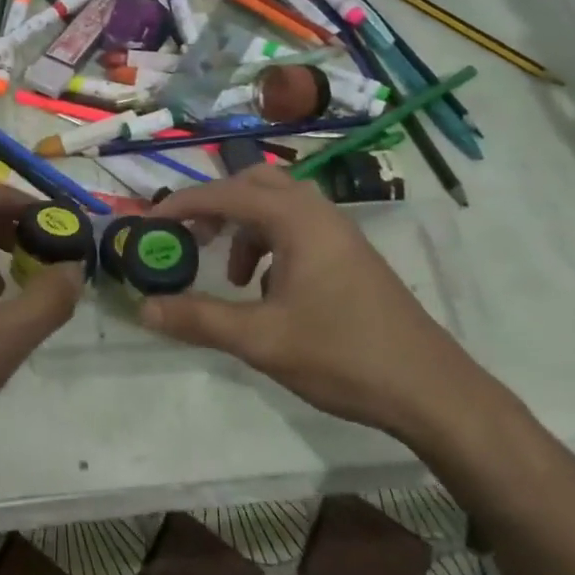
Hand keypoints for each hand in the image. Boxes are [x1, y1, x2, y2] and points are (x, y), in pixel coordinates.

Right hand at [140, 166, 477, 440]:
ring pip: (278, 207)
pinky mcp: (351, 256)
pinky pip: (298, 230)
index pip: (225, 194)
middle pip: (254, 185)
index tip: (148, 224)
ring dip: (244, 228)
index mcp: (296, 220)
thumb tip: (144, 308)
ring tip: (231, 276)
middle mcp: (318, 213)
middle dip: (216, 206)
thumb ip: (199, 319)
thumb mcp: (261, 340)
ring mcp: (339, 233)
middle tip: (190, 237)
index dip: (182, 205)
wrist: (430, 390)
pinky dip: (270, 245)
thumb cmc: (342, 355)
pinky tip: (268, 291)